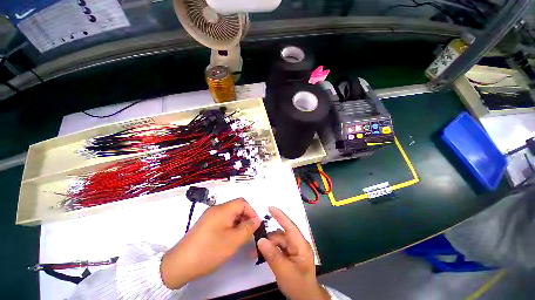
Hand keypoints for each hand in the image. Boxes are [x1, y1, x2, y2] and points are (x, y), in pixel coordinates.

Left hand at [160, 198, 261, 288]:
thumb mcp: (233, 241)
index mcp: (223, 209)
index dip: (252, 212)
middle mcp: (216, 209)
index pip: (243, 202)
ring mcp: (210, 216)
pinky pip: (223, 220)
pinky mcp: (206, 224)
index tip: (255, 225)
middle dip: (245, 218)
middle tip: (248, 233)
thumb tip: (257, 220)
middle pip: (236, 207)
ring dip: (238, 223)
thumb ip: (248, 228)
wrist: (179, 265)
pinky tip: (229, 239)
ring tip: (239, 238)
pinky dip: (230, 226)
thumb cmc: (208, 251)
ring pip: (230, 215)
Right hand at [257, 207, 329, 299]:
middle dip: (268, 239)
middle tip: (254, 245)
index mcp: (301, 245)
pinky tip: (262, 255)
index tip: (270, 207)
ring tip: (255, 253)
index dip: (280, 216)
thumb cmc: (299, 285)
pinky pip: (278, 247)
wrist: (306, 299)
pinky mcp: (289, 254)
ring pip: (278, 241)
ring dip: (268, 245)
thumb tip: (261, 240)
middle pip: (281, 235)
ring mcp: (293, 249)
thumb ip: (273, 256)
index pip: (290, 226)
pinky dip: (270, 250)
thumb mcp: (285, 272)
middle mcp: (297, 243)